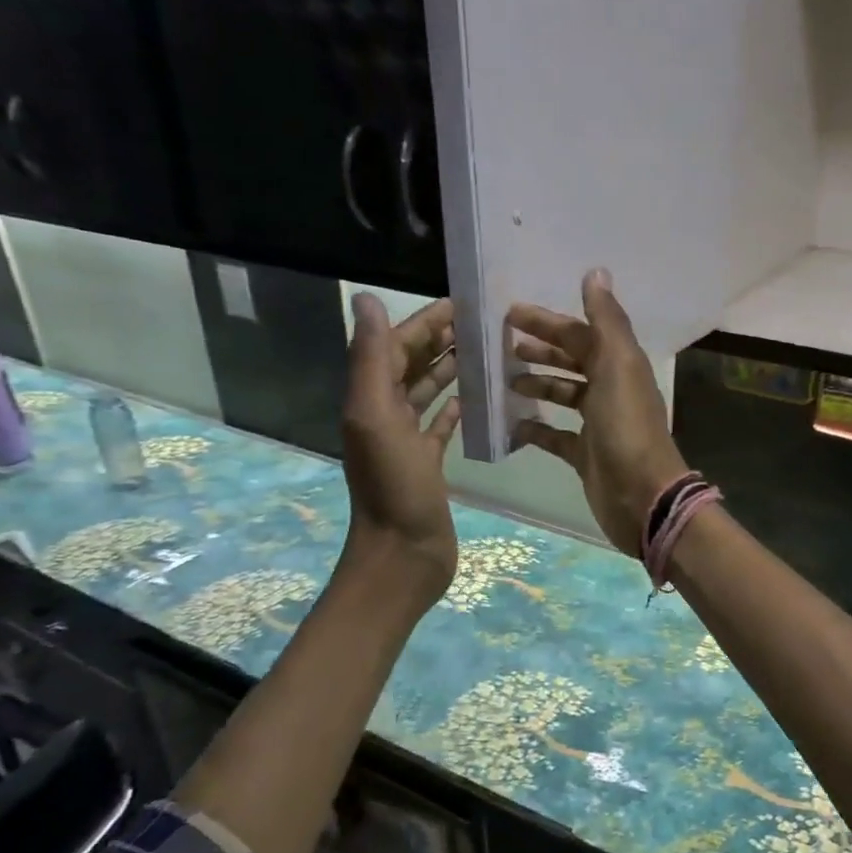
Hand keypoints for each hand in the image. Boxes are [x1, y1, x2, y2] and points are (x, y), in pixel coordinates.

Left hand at [339, 292, 461, 610]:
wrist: (403, 554)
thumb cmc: (394, 487)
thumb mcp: (376, 417)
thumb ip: (372, 359)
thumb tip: (365, 298)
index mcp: (371, 399)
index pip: (397, 346)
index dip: (424, 321)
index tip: (462, 302)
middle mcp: (386, 414)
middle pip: (413, 364)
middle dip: (441, 339)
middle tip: (483, 322)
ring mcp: (408, 440)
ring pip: (429, 391)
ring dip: (451, 369)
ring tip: (486, 351)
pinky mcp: (429, 463)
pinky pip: (442, 424)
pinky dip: (457, 406)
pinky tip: (476, 396)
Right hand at [508, 270, 688, 556]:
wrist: (641, 495)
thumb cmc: (627, 427)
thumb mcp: (618, 366)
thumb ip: (606, 321)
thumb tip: (596, 272)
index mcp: (619, 365)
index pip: (580, 333)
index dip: (548, 322)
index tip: (510, 313)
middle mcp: (610, 390)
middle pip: (572, 361)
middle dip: (541, 350)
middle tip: (502, 345)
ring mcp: (598, 424)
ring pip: (564, 395)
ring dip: (538, 383)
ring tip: (504, 380)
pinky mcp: (586, 454)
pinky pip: (556, 436)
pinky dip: (536, 428)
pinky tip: (513, 423)